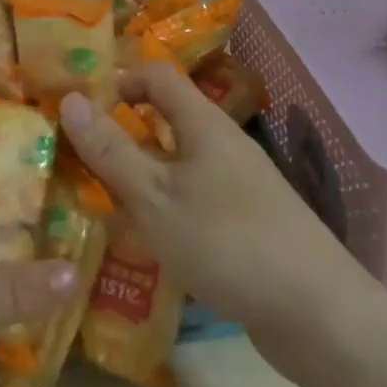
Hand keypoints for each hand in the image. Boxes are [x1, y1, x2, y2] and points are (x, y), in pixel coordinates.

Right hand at [58, 63, 365, 374]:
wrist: (315, 311)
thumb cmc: (225, 241)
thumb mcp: (155, 196)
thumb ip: (111, 149)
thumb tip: (71, 98)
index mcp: (204, 124)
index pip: (157, 75)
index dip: (117, 80)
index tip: (79, 107)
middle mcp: (224, 144)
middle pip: (167, 119)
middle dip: (122, 132)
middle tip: (77, 156)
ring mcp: (240, 183)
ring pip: (179, 161)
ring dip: (140, 172)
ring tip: (99, 198)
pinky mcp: (247, 221)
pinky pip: (194, 195)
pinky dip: (164, 203)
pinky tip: (145, 236)